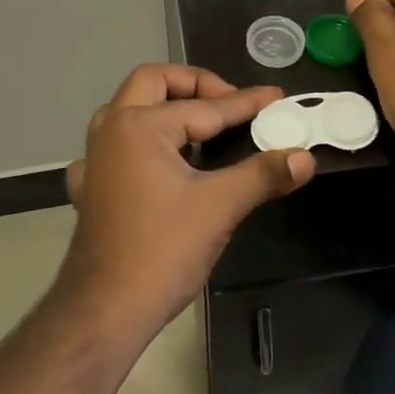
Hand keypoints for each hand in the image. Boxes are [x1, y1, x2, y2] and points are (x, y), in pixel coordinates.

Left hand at [59, 65, 314, 337]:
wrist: (106, 309)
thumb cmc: (163, 250)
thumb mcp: (221, 206)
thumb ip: (264, 175)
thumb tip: (304, 157)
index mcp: (140, 126)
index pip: (205, 107)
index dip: (246, 104)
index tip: (276, 97)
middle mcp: (111, 132)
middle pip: (151, 83)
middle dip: (192, 85)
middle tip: (227, 103)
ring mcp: (94, 161)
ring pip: (126, 112)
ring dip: (161, 108)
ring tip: (197, 126)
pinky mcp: (90, 190)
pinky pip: (111, 150)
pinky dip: (135, 146)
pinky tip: (151, 166)